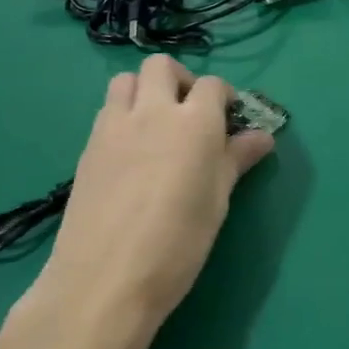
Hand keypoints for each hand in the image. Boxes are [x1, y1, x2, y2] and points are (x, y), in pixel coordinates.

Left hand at [4, 55, 273, 348]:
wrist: (104, 281)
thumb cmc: (177, 244)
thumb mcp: (217, 202)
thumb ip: (236, 160)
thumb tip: (261, 137)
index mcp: (195, 123)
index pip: (213, 85)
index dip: (225, 98)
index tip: (230, 122)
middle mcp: (153, 111)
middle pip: (163, 67)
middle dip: (181, 80)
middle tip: (190, 115)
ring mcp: (114, 126)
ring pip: (126, 80)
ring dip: (144, 90)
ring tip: (156, 126)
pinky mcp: (88, 146)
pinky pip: (107, 111)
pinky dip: (123, 115)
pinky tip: (131, 154)